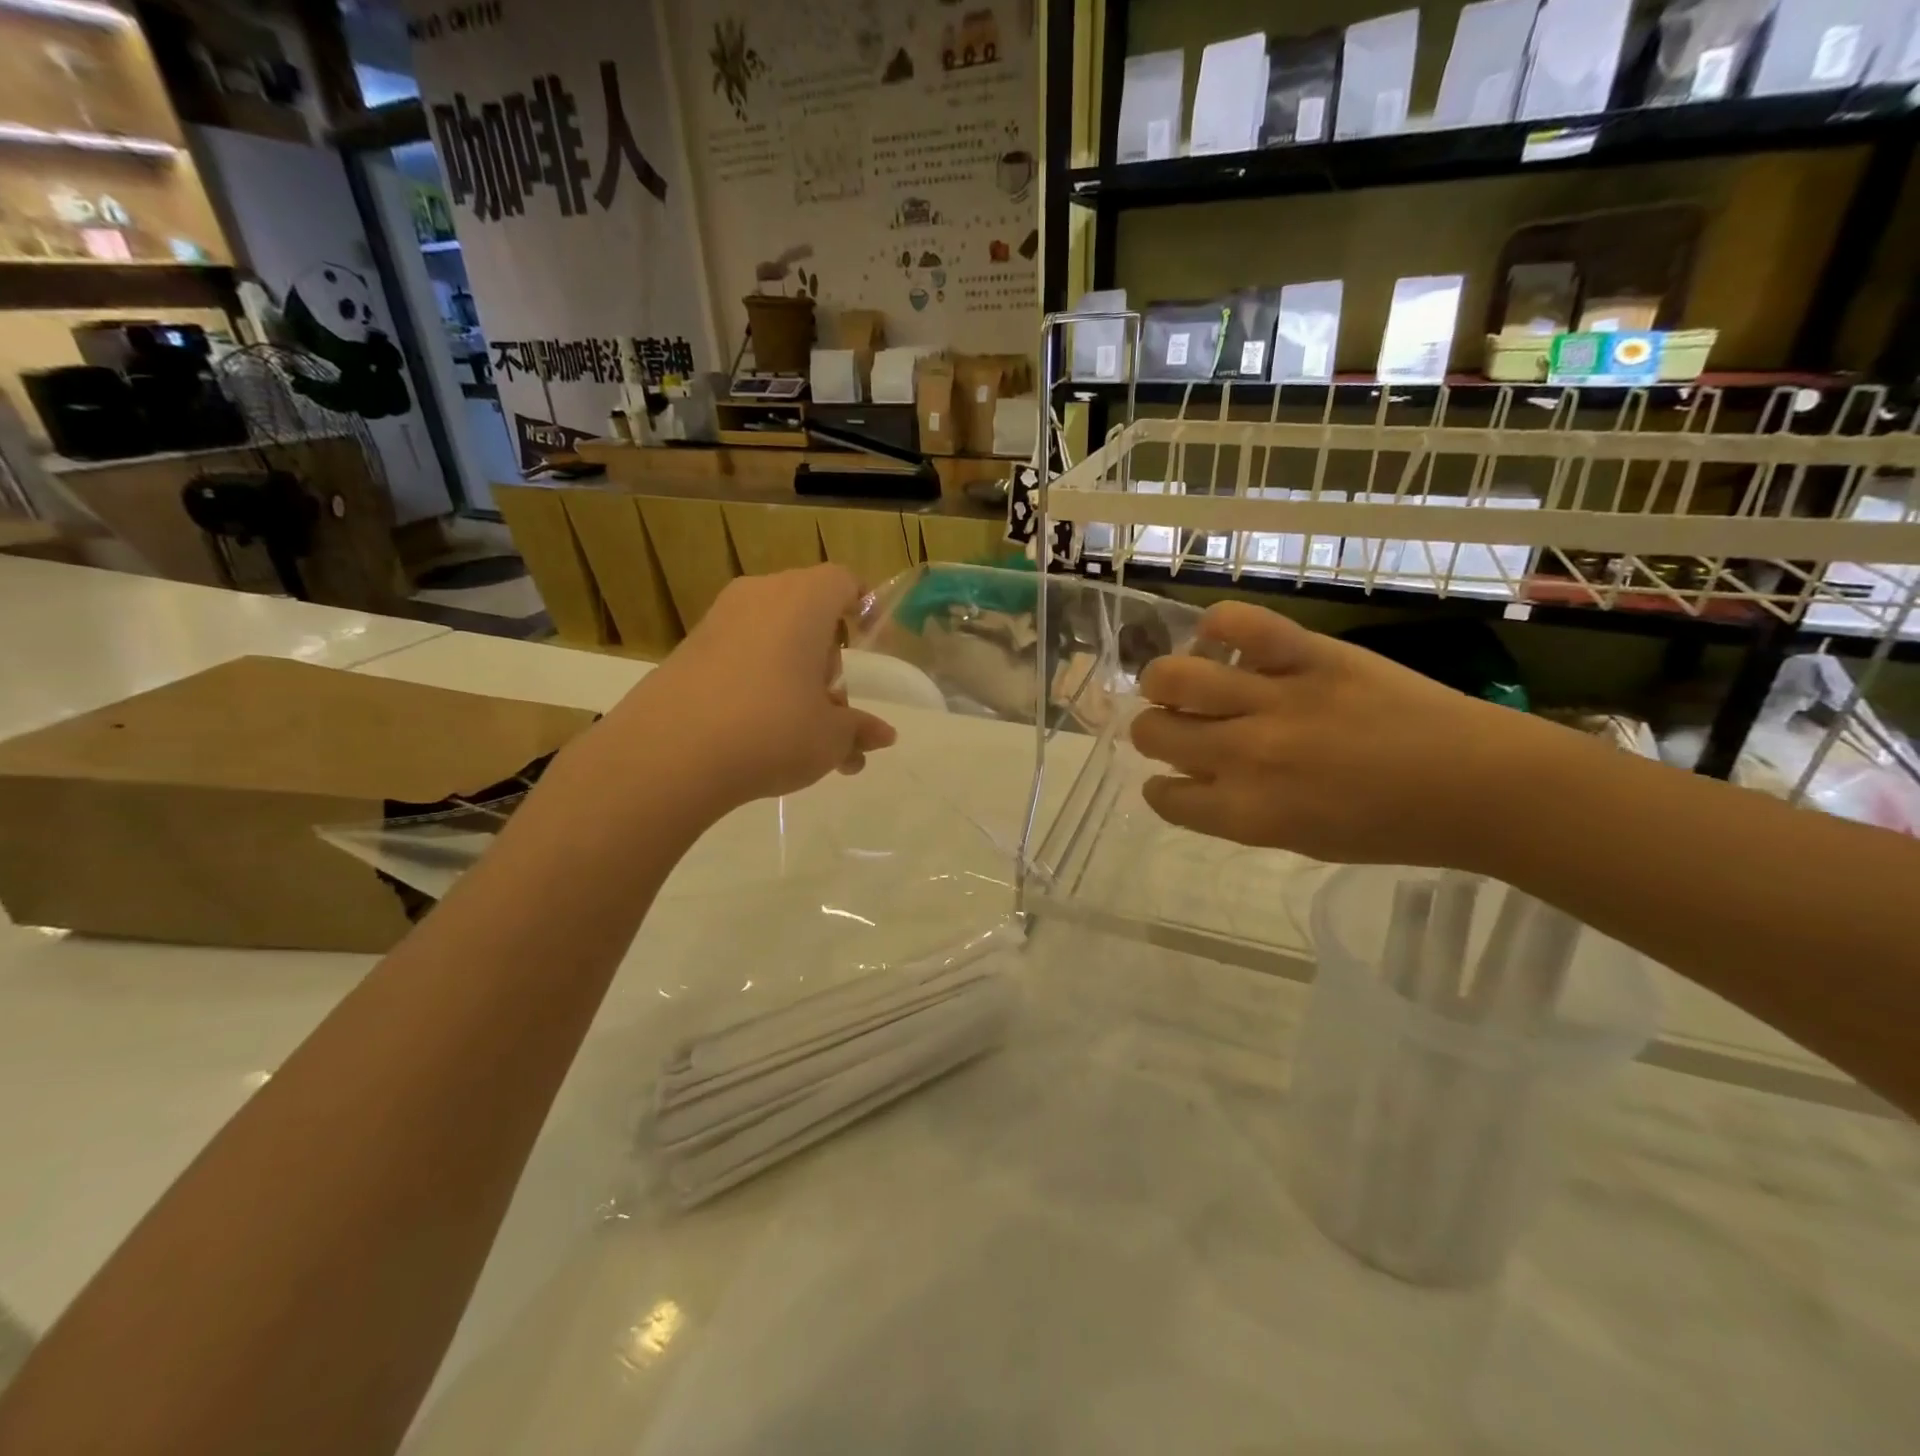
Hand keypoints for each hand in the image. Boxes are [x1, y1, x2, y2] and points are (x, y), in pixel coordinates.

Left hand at [602, 565, 895, 812]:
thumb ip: (859, 730)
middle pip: (808, 611)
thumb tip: (882, 735)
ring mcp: (718, 621)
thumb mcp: (830, 738)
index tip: (869, 642)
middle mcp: (760, 597)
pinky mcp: (688, 650)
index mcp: (803, 601)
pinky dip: (758, 682)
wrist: (669, 754)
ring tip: (802, 735)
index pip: (844, 581)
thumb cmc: (773, 730)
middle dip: (827, 657)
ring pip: (773, 636)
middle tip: (834, 708)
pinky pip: (740, 654)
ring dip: (794, 676)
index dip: (862, 606)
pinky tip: (760, 733)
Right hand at [1129, 602, 1566, 867]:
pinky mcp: (1308, 655)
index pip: (1162, 795)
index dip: (1160, 787)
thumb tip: (1198, 770)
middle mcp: (1245, 755)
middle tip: (1177, 725)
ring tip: (1184, 680)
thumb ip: (1239, 808)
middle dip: (1152, 731)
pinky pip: (1238, 623)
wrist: (1478, 785)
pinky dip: (1218, 625)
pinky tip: (1221, 638)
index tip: (1173, 776)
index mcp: (1245, 812)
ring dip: (1164, 681)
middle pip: (1152, 731)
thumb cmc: (1391, 826)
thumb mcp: (1300, 839)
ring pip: (1172, 676)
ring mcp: (1274, 700)